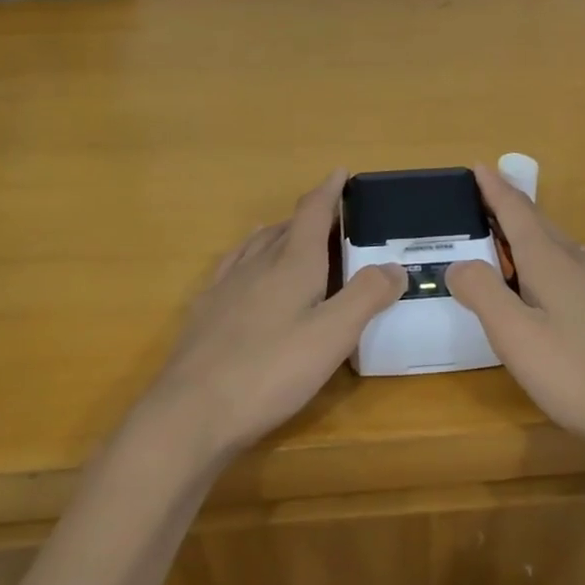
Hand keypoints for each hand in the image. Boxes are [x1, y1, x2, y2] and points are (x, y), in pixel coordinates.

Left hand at [143, 171, 404, 461]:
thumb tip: (394, 265)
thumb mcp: (332, 336)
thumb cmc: (270, 372)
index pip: (312, 213)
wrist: (190, 413)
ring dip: (277, 233)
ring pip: (255, 245)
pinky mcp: (205, 312)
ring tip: (288, 234)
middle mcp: (257, 265)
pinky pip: (231, 267)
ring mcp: (225, 287)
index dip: (328, 191)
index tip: (339, 172)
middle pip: (284, 227)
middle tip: (330, 218)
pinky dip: (247, 256)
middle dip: (308, 216)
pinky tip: (243, 270)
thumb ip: (366, 297)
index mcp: (292, 264)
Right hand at [446, 165, 584, 463]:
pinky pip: (575, 267)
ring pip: (561, 246)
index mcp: (551, 262)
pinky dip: (550, 260)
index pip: (517, 212)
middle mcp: (580, 262)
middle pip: (540, 224)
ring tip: (510, 239)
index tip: (480, 166)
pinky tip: (551, 282)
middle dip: (511, 207)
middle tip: (485, 198)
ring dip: (531, 234)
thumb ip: (483, 294)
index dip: (495, 190)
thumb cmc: (576, 374)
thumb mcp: (515, 337)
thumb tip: (460, 264)